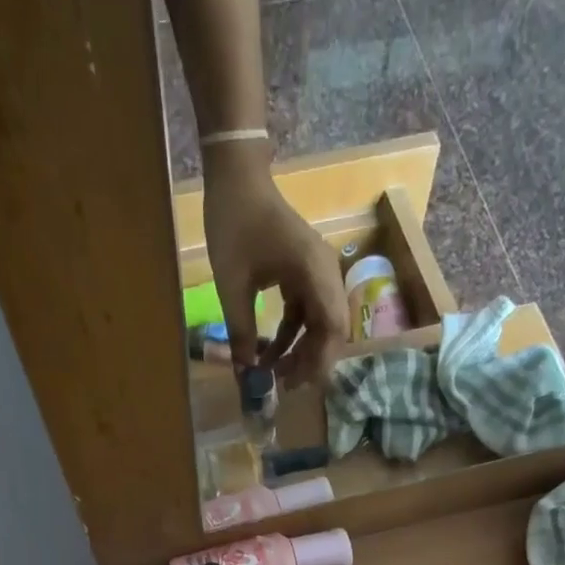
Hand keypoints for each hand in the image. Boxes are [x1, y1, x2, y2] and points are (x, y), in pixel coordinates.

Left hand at [202, 146, 347, 387]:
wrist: (236, 178)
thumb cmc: (234, 223)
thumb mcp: (232, 284)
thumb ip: (240, 331)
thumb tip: (244, 374)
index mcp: (315, 271)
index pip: (333, 327)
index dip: (319, 361)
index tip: (295, 385)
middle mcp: (325, 274)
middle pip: (330, 331)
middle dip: (309, 362)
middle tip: (282, 387)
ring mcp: (316, 274)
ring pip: (318, 326)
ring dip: (299, 352)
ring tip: (274, 375)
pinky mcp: (303, 276)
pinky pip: (304, 315)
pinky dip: (290, 337)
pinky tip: (268, 354)